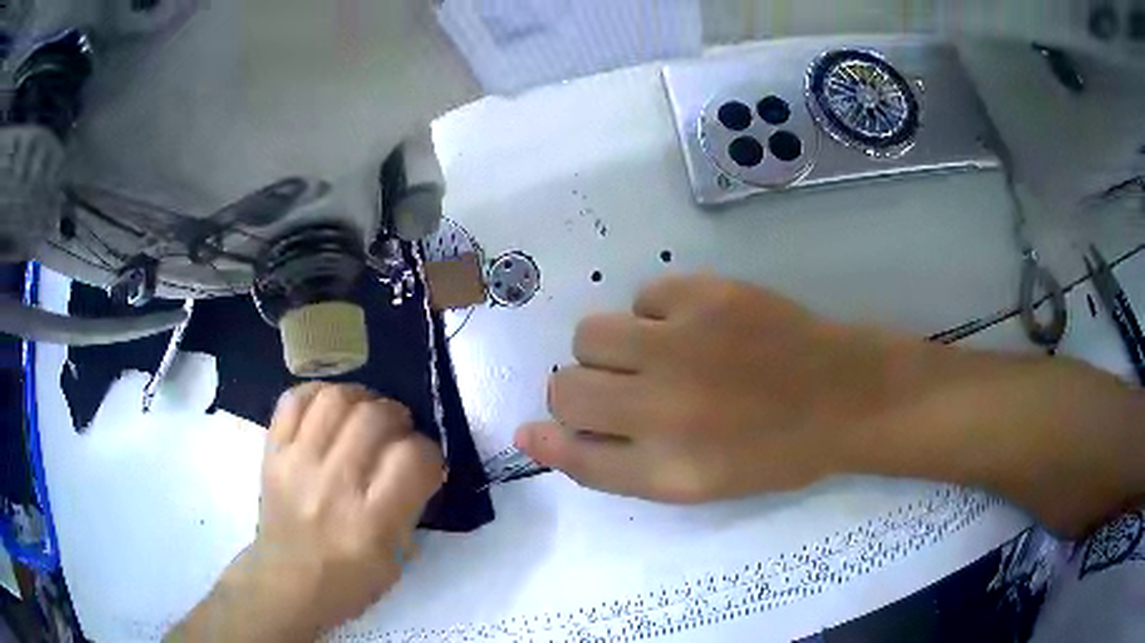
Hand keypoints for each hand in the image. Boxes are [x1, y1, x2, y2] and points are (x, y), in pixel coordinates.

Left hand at [170, 384, 444, 641]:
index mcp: (372, 523)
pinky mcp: (272, 452)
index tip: (425, 462)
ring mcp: (297, 464)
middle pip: (375, 417)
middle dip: (399, 417)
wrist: (286, 583)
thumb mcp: (397, 560)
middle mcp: (333, 486)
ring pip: (335, 399)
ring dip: (361, 398)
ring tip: (365, 413)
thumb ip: (411, 507)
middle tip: (398, 432)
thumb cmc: (349, 581)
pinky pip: (294, 400)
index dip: (429, 452)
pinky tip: (331, 409)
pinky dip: (318, 393)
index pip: (413, 459)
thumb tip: (421, 464)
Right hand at [515, 274, 913, 502]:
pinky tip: (693, 327)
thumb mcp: (691, 483)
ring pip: (591, 333)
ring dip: (611, 349)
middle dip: (581, 392)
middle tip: (625, 392)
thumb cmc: (771, 452)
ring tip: (655, 354)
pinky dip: (655, 315)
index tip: (538, 431)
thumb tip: (536, 434)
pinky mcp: (708, 292)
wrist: (842, 395)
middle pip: (566, 387)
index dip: (549, 440)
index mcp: (667, 468)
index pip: (572, 453)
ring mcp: (686, 342)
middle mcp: (666, 407)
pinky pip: (643, 296)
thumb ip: (612, 465)